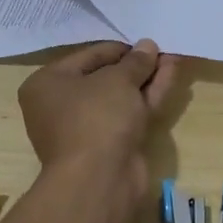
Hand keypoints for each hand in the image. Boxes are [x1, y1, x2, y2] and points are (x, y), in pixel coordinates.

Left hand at [18, 40, 180, 189]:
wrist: (99, 181)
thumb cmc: (96, 118)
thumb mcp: (117, 80)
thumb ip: (135, 61)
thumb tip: (147, 46)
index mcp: (48, 84)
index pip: (88, 57)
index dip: (120, 48)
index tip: (146, 41)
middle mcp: (62, 106)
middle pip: (105, 78)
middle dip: (136, 65)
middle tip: (162, 49)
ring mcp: (87, 129)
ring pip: (121, 97)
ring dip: (147, 79)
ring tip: (174, 57)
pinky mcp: (109, 146)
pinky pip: (129, 114)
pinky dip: (148, 97)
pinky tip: (171, 77)